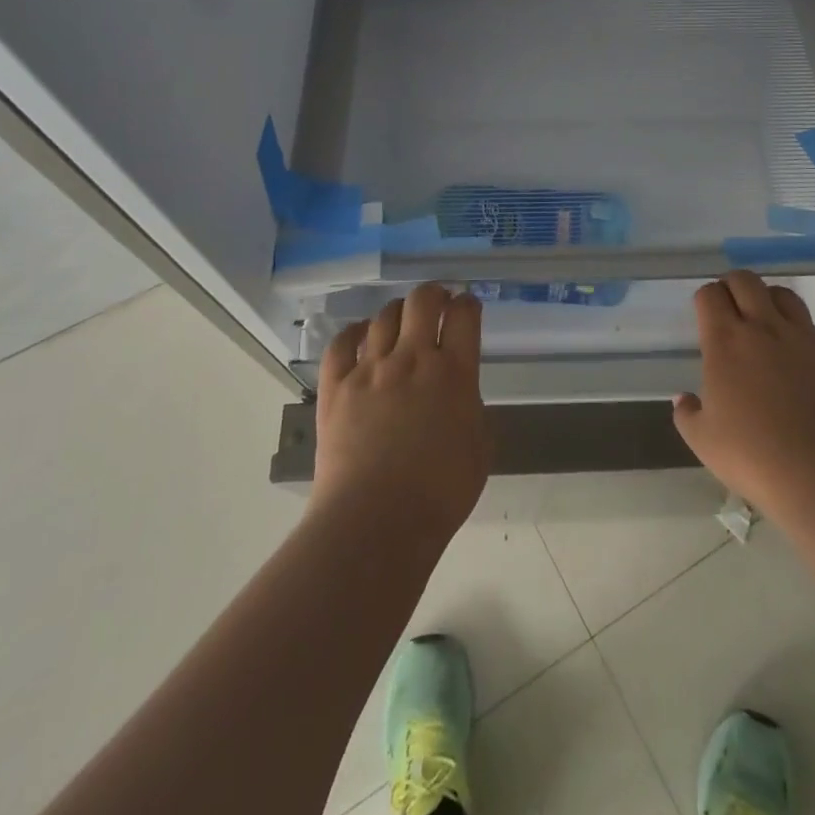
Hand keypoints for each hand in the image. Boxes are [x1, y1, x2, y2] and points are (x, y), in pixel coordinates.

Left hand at [312, 284, 489, 545]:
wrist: (376, 521)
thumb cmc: (439, 494)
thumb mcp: (479, 449)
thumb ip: (471, 410)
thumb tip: (460, 396)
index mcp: (454, 372)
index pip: (465, 315)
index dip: (468, 304)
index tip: (468, 306)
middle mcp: (413, 358)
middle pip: (423, 300)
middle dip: (434, 293)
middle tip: (438, 301)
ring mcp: (370, 369)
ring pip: (384, 316)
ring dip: (398, 312)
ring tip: (402, 321)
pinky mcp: (336, 386)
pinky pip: (340, 344)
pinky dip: (353, 332)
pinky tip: (360, 334)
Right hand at [672, 271, 814, 524]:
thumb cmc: (755, 457)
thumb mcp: (703, 441)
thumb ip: (687, 414)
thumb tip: (683, 399)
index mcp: (726, 341)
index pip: (710, 294)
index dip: (706, 299)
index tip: (706, 315)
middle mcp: (765, 328)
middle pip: (746, 280)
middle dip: (733, 286)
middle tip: (732, 309)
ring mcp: (807, 338)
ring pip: (785, 296)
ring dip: (770, 302)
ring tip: (768, 327)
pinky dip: (804, 339)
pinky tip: (804, 367)